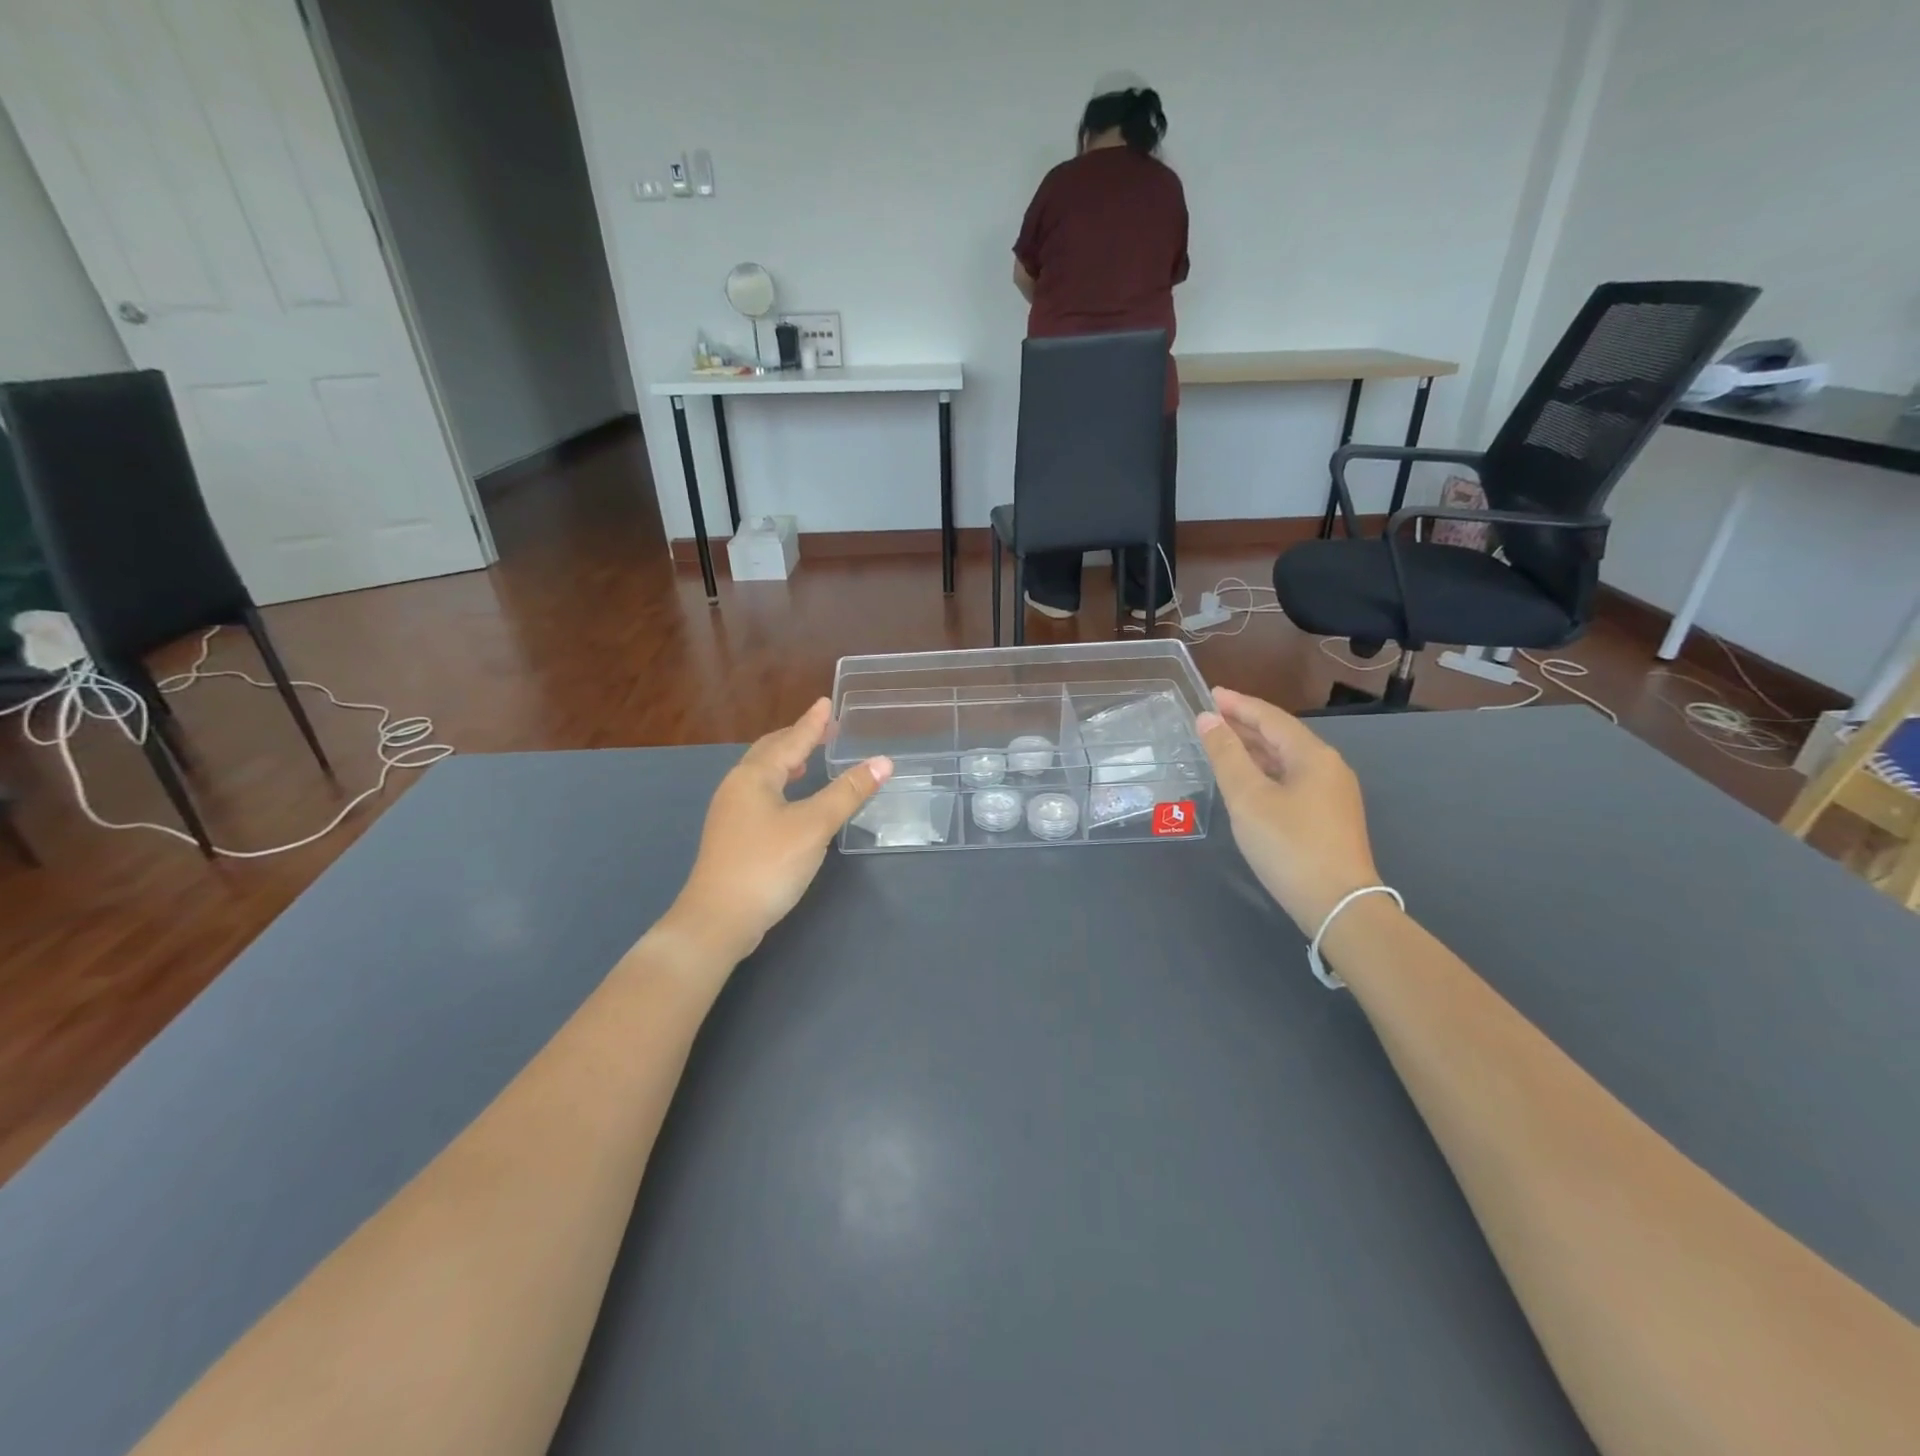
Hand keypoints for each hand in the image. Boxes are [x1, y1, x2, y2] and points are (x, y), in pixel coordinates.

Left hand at [667, 700, 891, 963]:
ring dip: (786, 763)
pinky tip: (791, 802)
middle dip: (796, 739)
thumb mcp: (814, 825)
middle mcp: (737, 787)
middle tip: (823, 730)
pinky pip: (760, 796)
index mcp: (754, 776)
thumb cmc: (767, 864)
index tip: (826, 703)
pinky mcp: (732, 837)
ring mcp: (730, 813)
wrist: (718, 920)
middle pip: (769, 752)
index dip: (812, 723)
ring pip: (762, 776)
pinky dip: (780, 786)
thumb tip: (883, 761)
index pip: (790, 740)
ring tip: (808, 760)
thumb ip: (848, 792)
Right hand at [1196, 687, 1380, 931]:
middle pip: (1281, 735)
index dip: (1238, 704)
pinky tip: (1247, 780)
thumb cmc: (1289, 845)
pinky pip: (1291, 779)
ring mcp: (1332, 793)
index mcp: (1312, 755)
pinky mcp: (1329, 817)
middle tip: (1209, 717)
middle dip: (1244, 724)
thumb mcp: (1248, 797)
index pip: (1270, 717)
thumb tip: (1208, 719)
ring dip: (1253, 748)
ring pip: (1286, 759)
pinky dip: (1265, 770)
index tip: (1209, 693)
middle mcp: (1328, 767)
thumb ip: (1226, 755)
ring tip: (1221, 743)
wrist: (1338, 904)